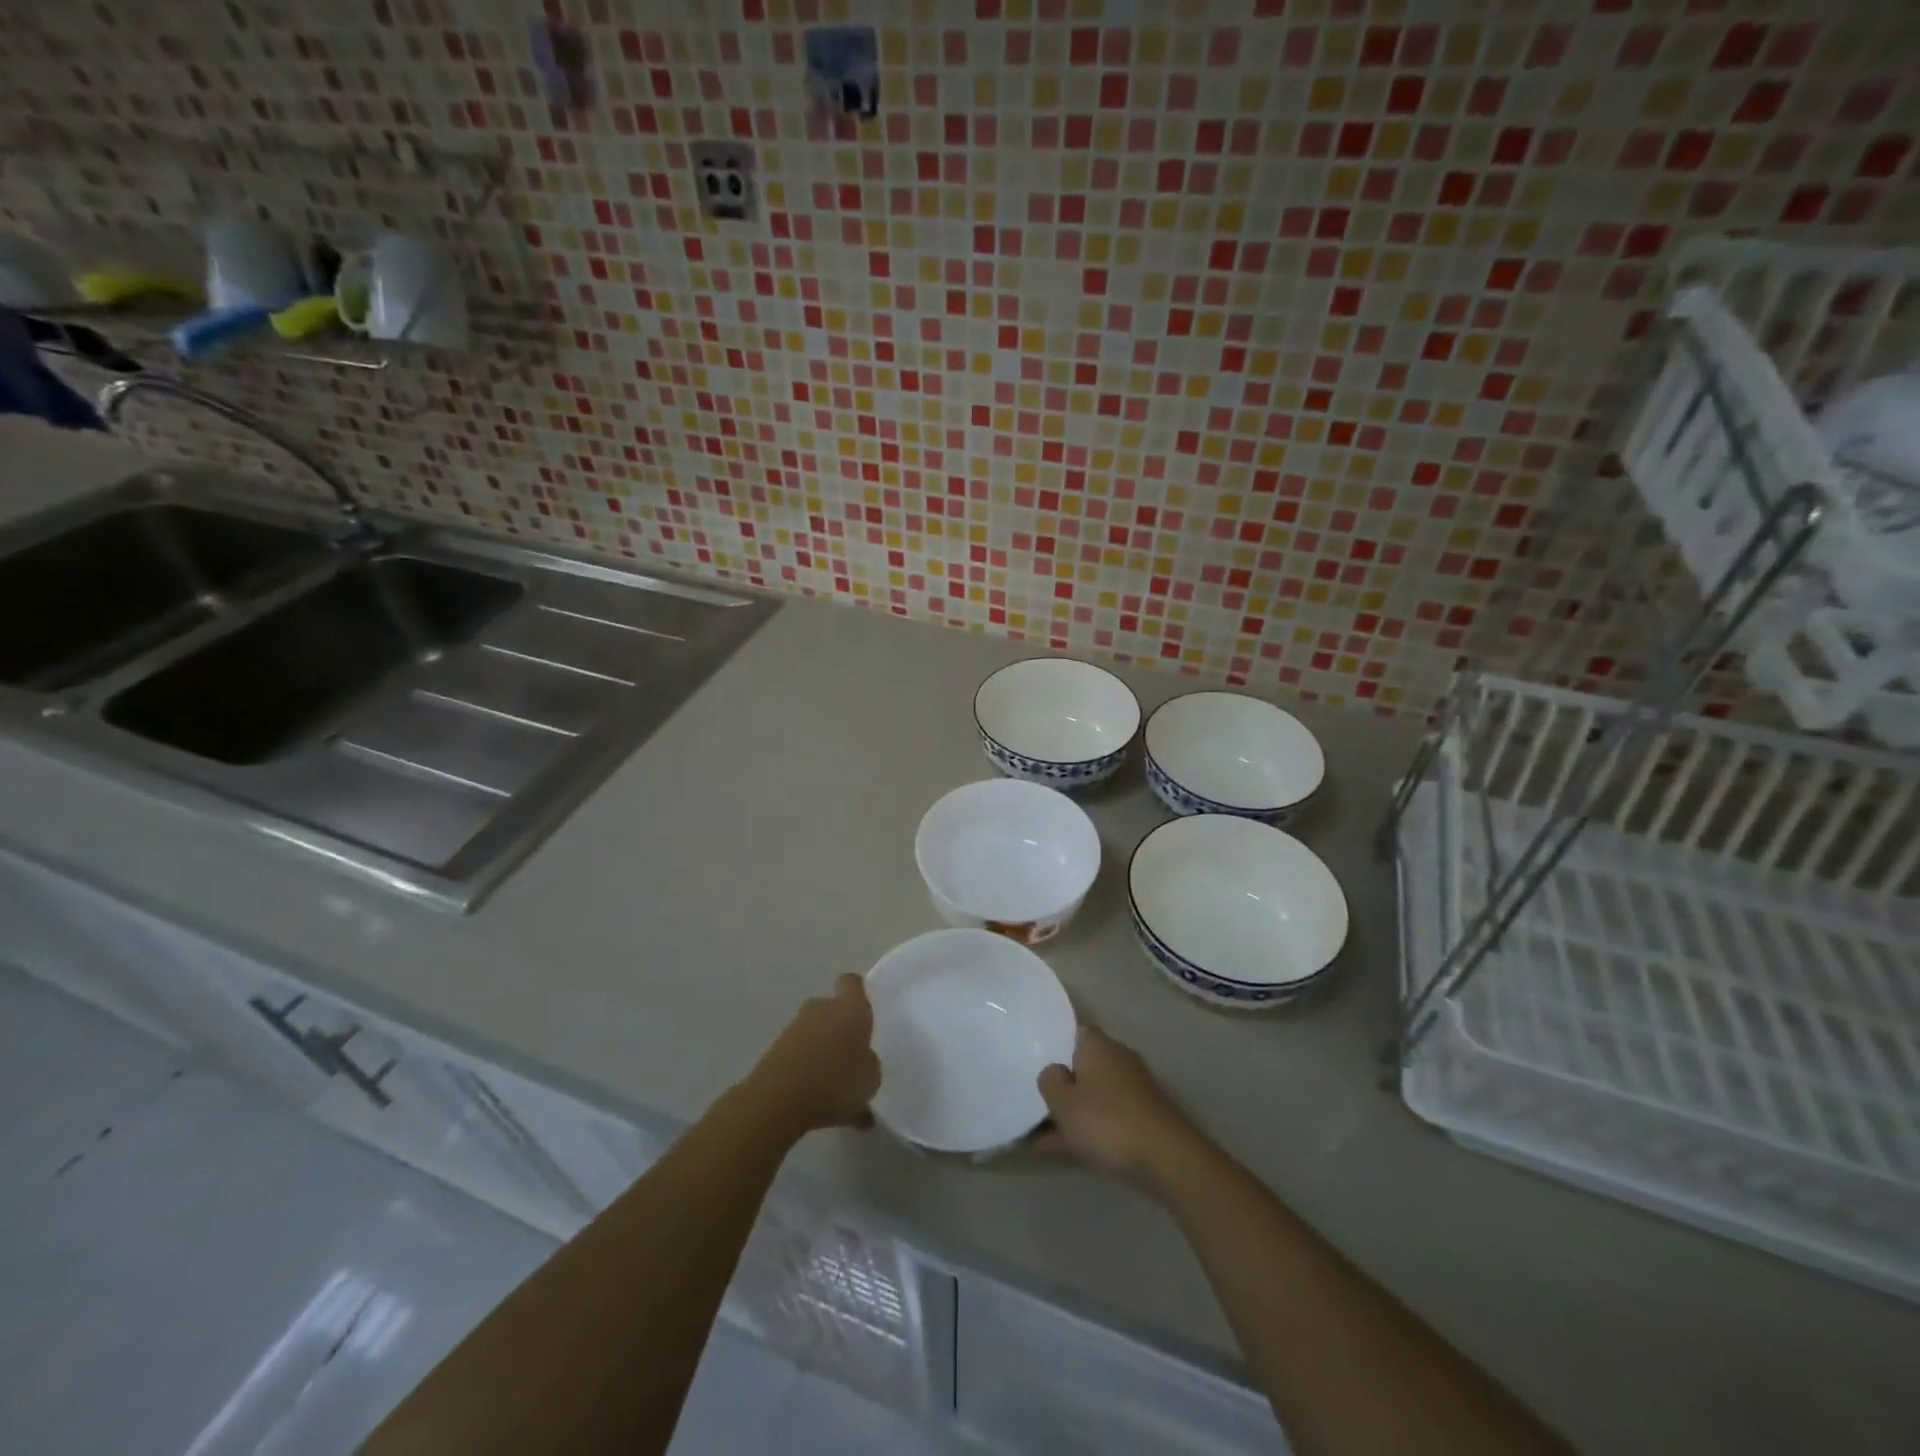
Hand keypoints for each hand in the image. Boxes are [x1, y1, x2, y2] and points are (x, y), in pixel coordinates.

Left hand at [744, 974, 880, 1136]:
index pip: (851, 983)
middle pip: (829, 1008)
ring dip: (819, 1050)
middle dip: (837, 1027)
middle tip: (847, 1054)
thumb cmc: (836, 1081)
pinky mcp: (773, 1050)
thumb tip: (861, 1060)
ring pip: (812, 1032)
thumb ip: (868, 1063)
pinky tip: (811, 1096)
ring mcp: (793, 1028)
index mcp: (849, 1009)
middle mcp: (820, 1009)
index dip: (855, 991)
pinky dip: (802, 1069)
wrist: (779, 1100)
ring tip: (830, 1084)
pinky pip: (796, 1054)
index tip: (861, 1007)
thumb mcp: (870, 1078)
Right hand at [1036, 1026, 1194, 1186]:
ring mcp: (1132, 1088)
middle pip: (1081, 1065)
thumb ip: (1049, 1082)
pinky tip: (1061, 1149)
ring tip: (1037, 1133)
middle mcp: (1117, 1058)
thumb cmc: (1108, 1121)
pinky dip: (1086, 1129)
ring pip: (1092, 1095)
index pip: (1070, 1032)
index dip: (1052, 1046)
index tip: (1032, 1063)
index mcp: (1097, 1044)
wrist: (1167, 1158)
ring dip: (1071, 1111)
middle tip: (1033, 1099)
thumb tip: (1053, 1072)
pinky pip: (1105, 1117)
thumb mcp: (1064, 1103)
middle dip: (1061, 1083)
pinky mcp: (1142, 1116)